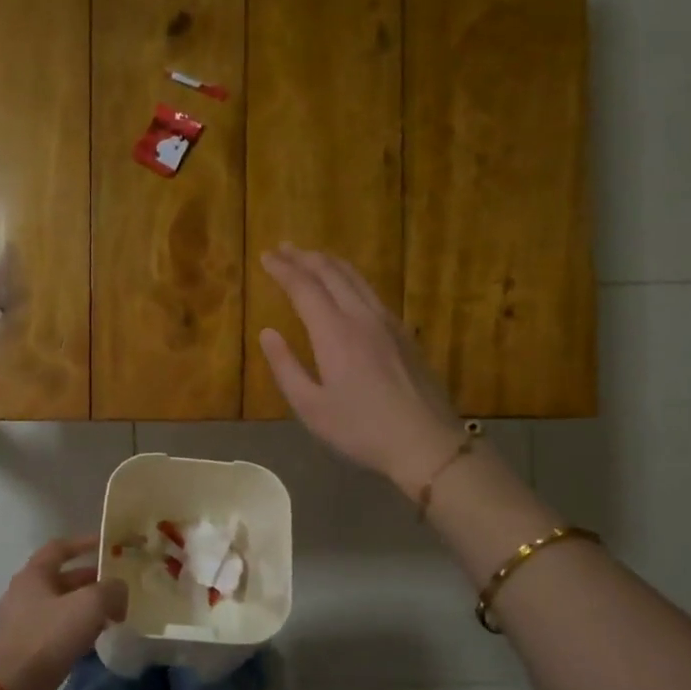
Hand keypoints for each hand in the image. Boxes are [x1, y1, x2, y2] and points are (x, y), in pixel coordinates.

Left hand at [0, 537, 128, 689]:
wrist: (16, 687)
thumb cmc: (51, 636)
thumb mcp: (90, 605)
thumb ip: (111, 590)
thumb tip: (119, 591)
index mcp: (32, 575)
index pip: (59, 548)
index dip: (84, 543)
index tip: (106, 545)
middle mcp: (22, 593)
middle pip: (60, 578)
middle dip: (89, 579)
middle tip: (116, 585)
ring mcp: (19, 622)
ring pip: (58, 605)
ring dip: (84, 605)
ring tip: (111, 612)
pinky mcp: (23, 647)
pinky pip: (54, 628)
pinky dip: (74, 627)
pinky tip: (93, 638)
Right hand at [259, 246, 464, 493]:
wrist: (424, 441)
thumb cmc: (360, 429)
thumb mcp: (311, 408)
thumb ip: (286, 367)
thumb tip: (267, 333)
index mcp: (334, 333)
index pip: (304, 287)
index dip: (283, 269)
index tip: (266, 257)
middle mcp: (362, 316)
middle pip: (332, 273)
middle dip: (305, 257)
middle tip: (284, 248)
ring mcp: (388, 322)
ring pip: (356, 278)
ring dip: (330, 263)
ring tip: (313, 257)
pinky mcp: (404, 333)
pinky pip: (372, 292)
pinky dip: (351, 279)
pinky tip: (348, 288)